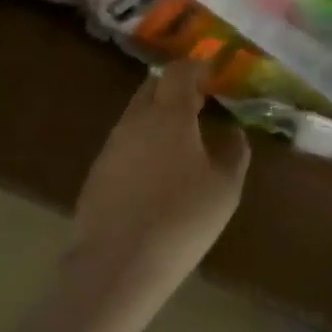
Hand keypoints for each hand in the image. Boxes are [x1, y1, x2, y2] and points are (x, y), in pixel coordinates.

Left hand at [67, 59, 249, 310]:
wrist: (118, 264)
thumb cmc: (182, 219)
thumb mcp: (225, 188)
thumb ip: (234, 153)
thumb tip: (235, 133)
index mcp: (169, 114)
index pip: (179, 71)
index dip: (196, 67)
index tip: (212, 74)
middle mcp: (135, 120)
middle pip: (152, 87)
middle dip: (175, 88)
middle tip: (198, 103)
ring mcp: (111, 146)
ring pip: (135, 116)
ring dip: (157, 117)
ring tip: (180, 140)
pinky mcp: (96, 173)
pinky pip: (124, 144)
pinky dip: (142, 144)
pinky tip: (155, 173)